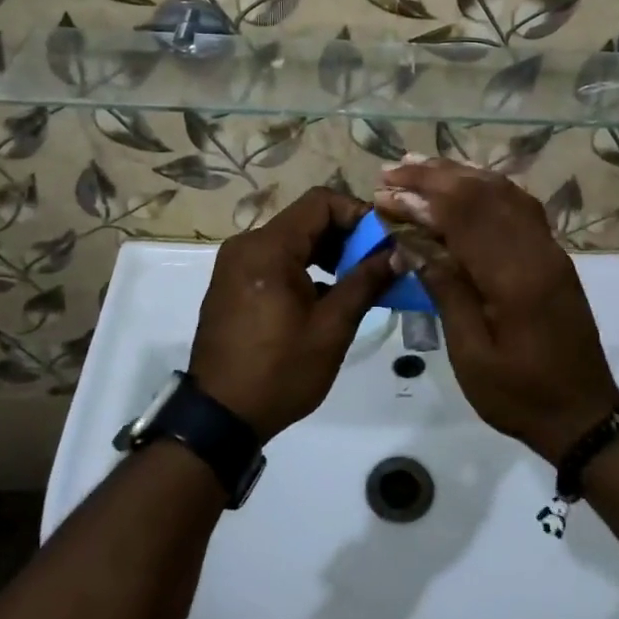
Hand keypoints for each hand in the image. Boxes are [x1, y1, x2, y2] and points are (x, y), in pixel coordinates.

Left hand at [190, 187, 394, 441]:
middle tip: (378, 264)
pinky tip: (326, 295)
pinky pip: (276, 258)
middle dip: (346, 236)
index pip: (321, 201)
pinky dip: (305, 266)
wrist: (219, 417)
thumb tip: (399, 252)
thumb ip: (366, 282)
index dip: (358, 214)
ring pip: (292, 239)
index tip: (384, 241)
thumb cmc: (279, 371)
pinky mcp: (233, 282)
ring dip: (327, 252)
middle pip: (306, 218)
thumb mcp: (331, 327)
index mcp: (268, 248)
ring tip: (357, 281)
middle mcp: (247, 244)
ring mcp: (236, 263)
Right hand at [374, 160, 618, 463]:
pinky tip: (467, 181)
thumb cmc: (520, 394)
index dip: (419, 199)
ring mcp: (549, 248)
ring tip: (420, 164)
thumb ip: (446, 290)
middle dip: (434, 176)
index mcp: (513, 277)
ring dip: (460, 173)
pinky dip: (489, 185)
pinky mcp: (553, 253)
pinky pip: (520, 204)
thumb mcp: (471, 353)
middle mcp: (535, 249)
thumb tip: (412, 242)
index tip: (382, 194)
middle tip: (392, 169)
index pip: (461, 218)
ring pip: (503, 191)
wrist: (584, 412)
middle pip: (482, 194)